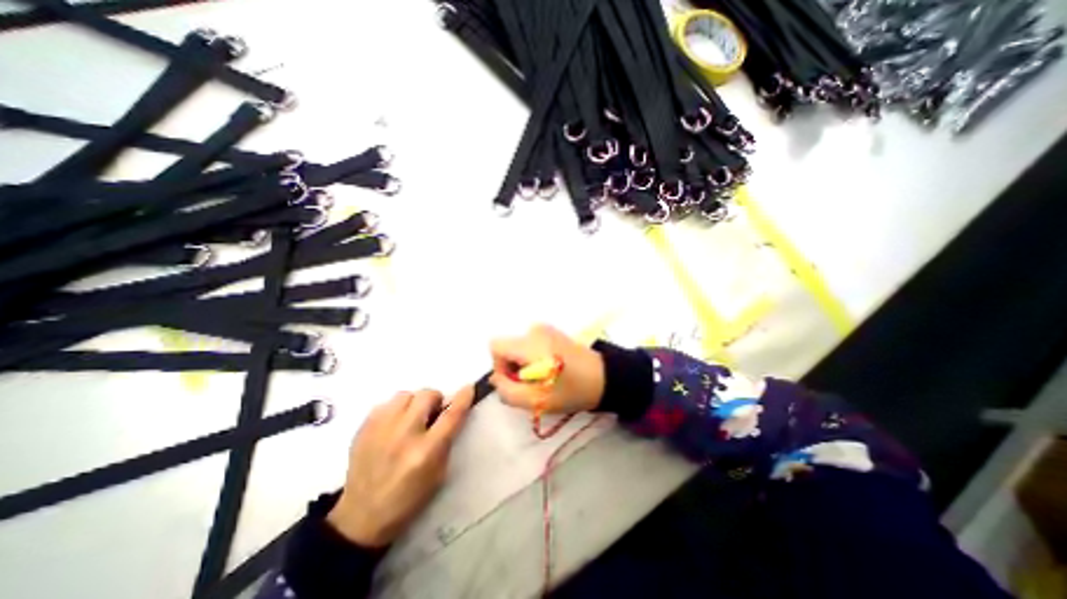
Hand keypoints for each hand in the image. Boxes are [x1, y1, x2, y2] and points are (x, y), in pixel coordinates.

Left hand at [327, 389, 471, 547]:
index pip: (451, 415)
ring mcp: (381, 430)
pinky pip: (385, 404)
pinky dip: (394, 410)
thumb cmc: (408, 498)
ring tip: (410, 418)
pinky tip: (393, 425)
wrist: (361, 517)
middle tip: (432, 413)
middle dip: (434, 400)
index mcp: (426, 451)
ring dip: (413, 403)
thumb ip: (446, 440)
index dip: (463, 399)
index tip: (469, 388)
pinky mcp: (363, 429)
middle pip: (426, 395)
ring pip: (405, 395)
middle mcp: (404, 435)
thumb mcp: (438, 474)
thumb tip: (451, 413)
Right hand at [489, 324, 604, 413]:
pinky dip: (533, 358)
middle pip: (507, 347)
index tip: (516, 382)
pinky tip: (550, 369)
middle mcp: (534, 330)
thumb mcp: (536, 400)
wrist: (604, 377)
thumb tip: (495, 379)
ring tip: (543, 379)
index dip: (499, 367)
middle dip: (513, 368)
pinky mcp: (552, 332)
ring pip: (518, 347)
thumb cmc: (571, 390)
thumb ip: (507, 392)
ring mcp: (545, 329)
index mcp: (529, 343)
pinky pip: (530, 344)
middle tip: (532, 385)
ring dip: (523, 365)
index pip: (496, 346)